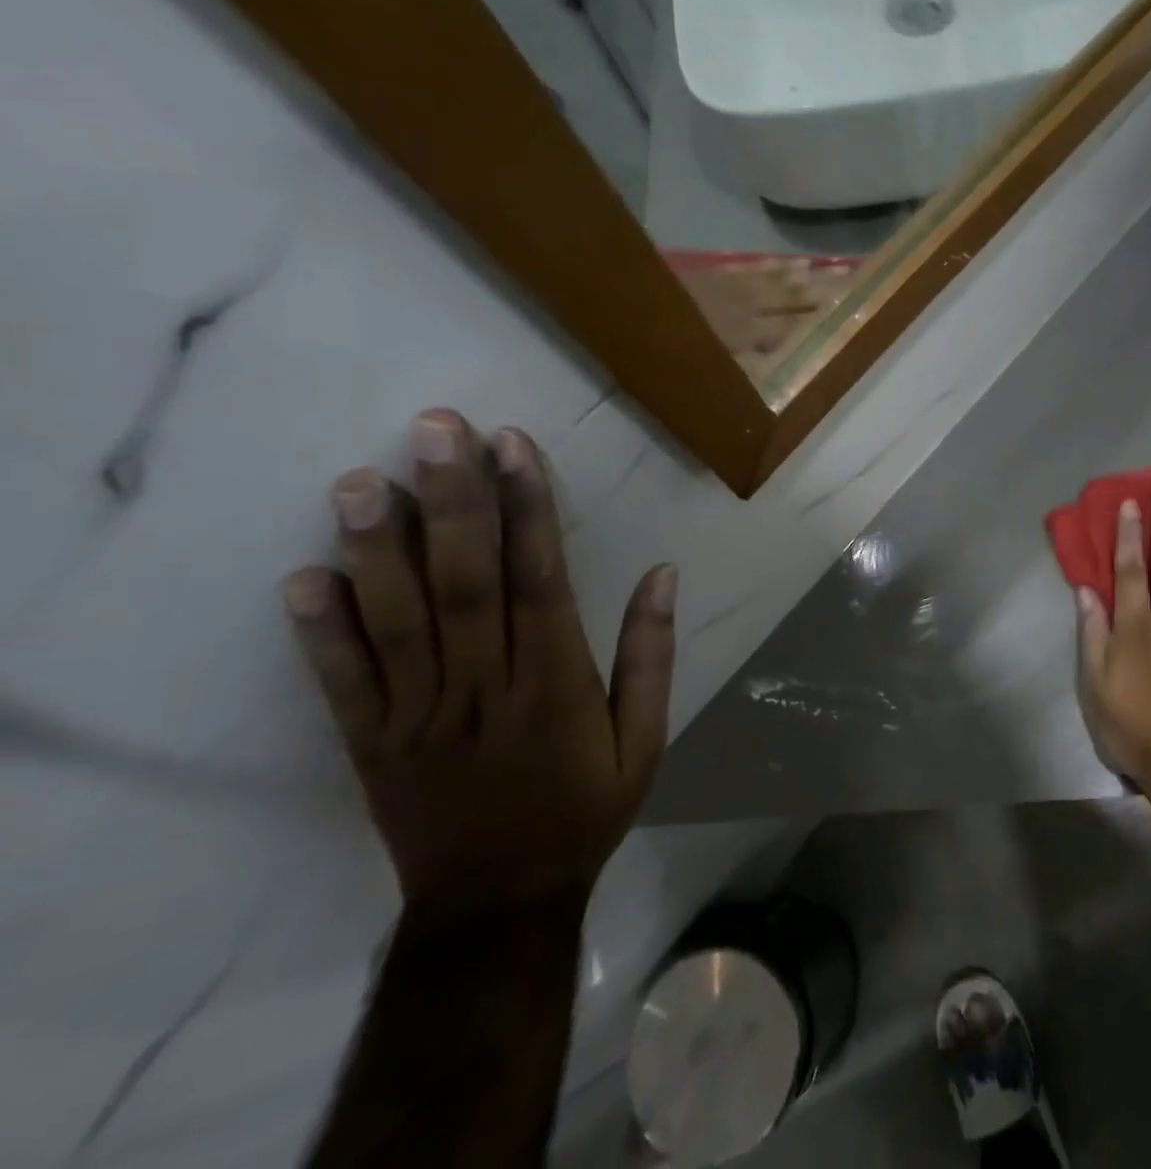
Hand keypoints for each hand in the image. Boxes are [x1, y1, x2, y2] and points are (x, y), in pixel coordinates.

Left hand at [282, 409, 673, 919]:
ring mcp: (418, 718)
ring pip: (397, 622)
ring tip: (363, 479)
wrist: (497, 906)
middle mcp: (484, 691)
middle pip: (466, 585)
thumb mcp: (646, 740)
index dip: (529, 509)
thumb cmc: (585, 809)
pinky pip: (342, 684)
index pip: (541, 582)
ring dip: (380, 549)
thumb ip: (651, 655)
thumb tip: (663, 573)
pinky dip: (320, 632)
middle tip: (435, 429)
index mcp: (556, 687)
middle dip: (454, 501)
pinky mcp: (371, 745)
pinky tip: (303, 577)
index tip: (513, 445)